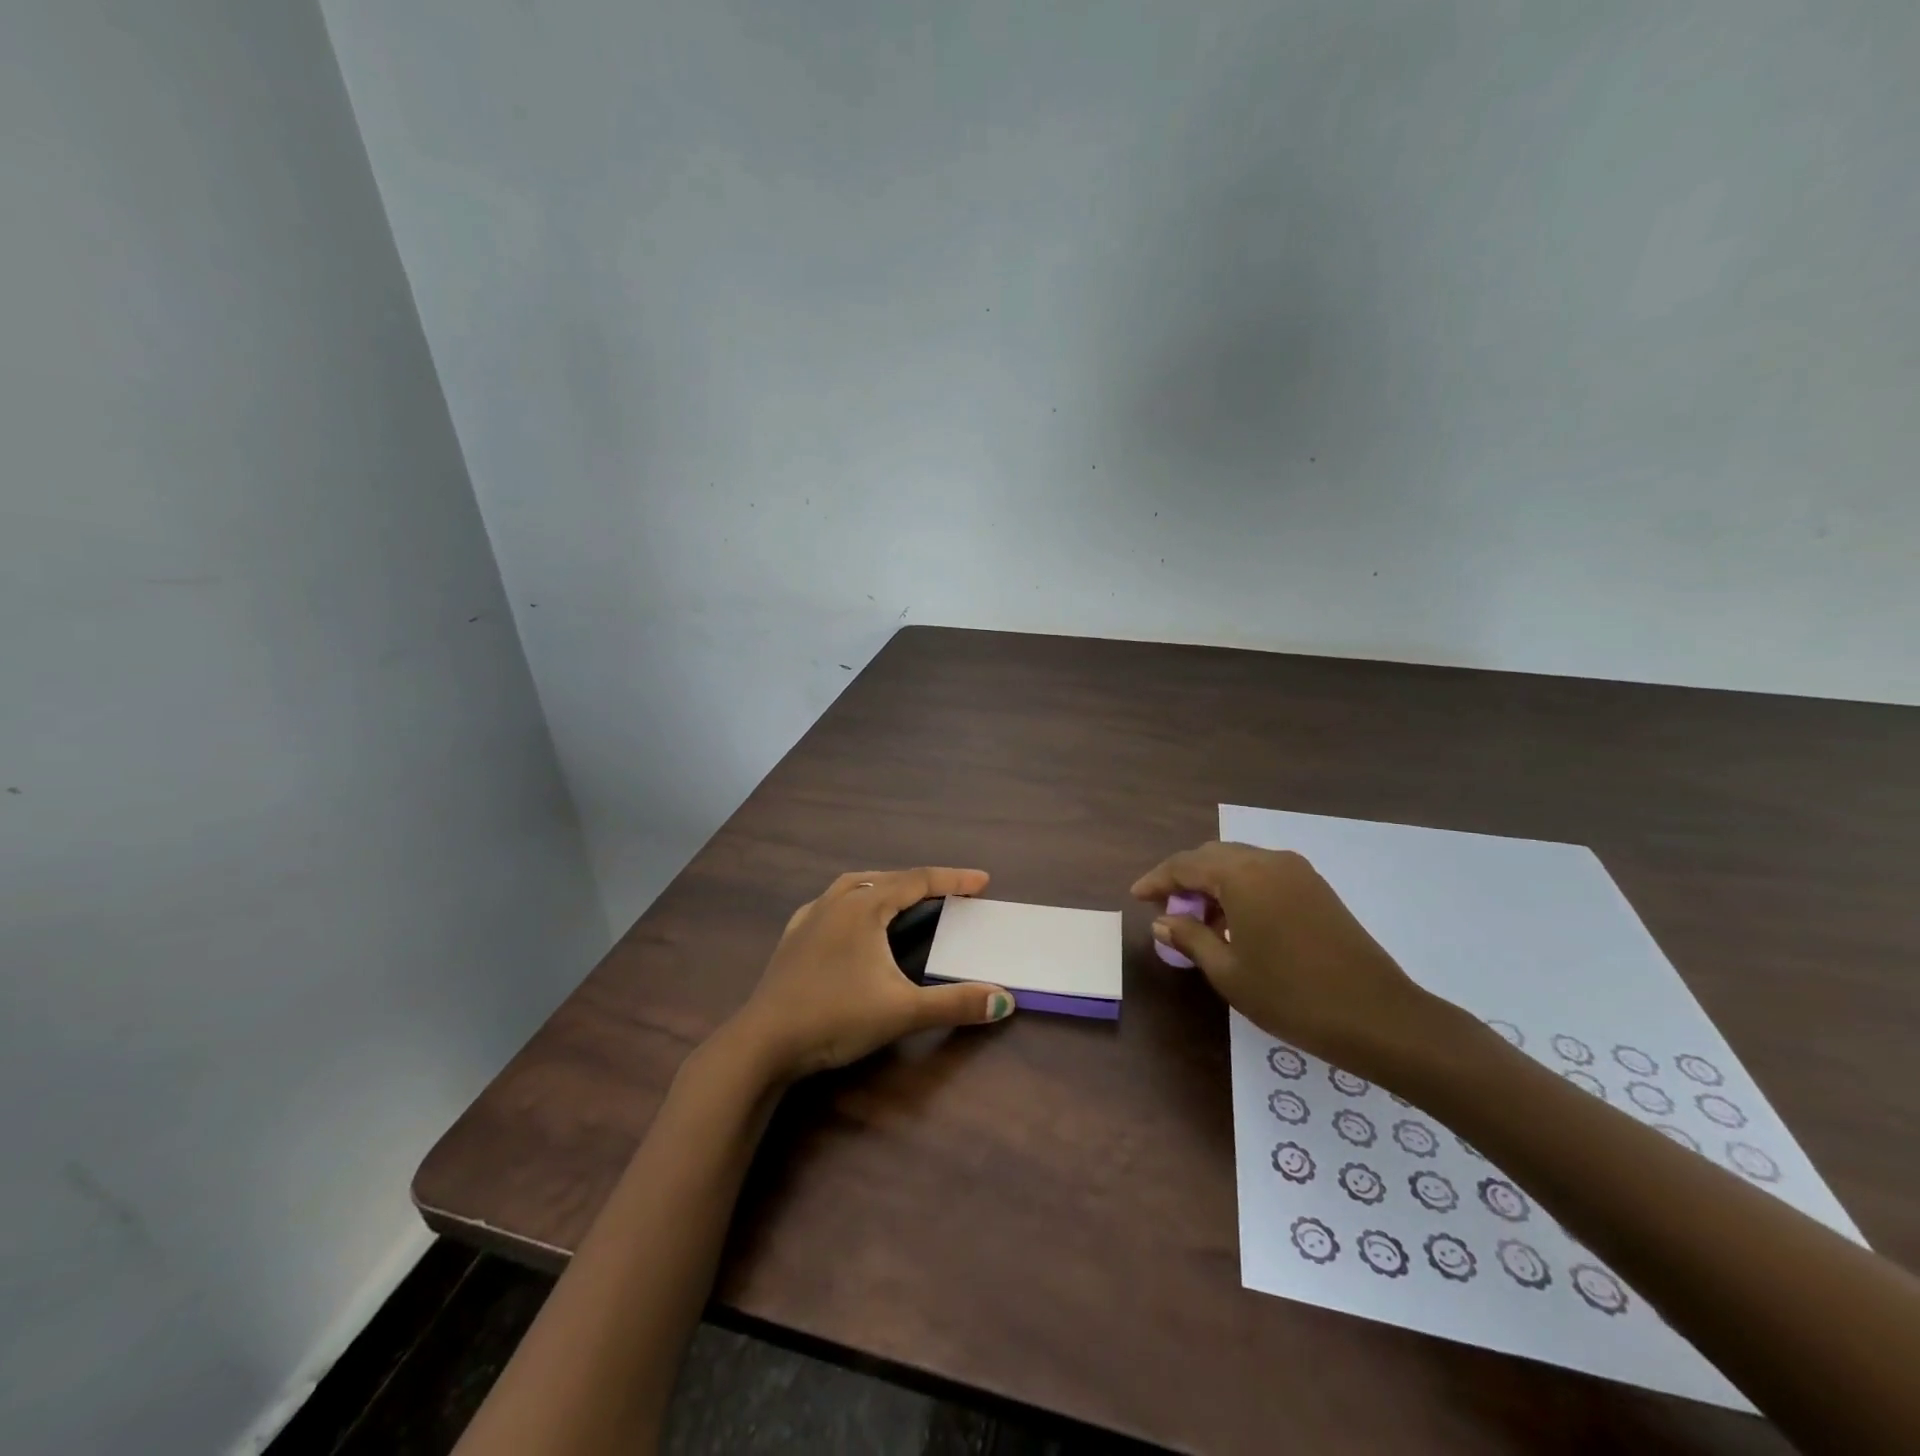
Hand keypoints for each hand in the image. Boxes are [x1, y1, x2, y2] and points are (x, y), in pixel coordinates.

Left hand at [728, 867, 1014, 1080]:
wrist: (763, 1042)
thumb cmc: (835, 1017)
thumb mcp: (902, 1011)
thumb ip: (955, 1004)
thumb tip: (1004, 1001)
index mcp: (865, 906)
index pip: (918, 881)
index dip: (953, 879)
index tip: (982, 880)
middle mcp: (837, 901)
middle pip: (888, 878)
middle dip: (923, 882)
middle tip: (952, 891)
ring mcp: (810, 916)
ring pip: (855, 885)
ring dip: (886, 886)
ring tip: (905, 896)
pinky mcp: (793, 937)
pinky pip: (831, 903)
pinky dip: (853, 901)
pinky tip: (851, 919)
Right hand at [1131, 841, 1437, 1075]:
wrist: (1380, 1017)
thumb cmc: (1292, 996)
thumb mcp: (1228, 971)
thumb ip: (1190, 937)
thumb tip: (1161, 922)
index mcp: (1242, 875)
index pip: (1185, 865)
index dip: (1157, 880)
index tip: (1136, 897)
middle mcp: (1269, 861)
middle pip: (1212, 857)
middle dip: (1184, 879)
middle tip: (1165, 910)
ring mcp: (1298, 872)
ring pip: (1240, 864)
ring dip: (1213, 885)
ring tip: (1198, 922)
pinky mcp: (1317, 889)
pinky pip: (1265, 876)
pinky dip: (1241, 890)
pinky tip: (1236, 924)